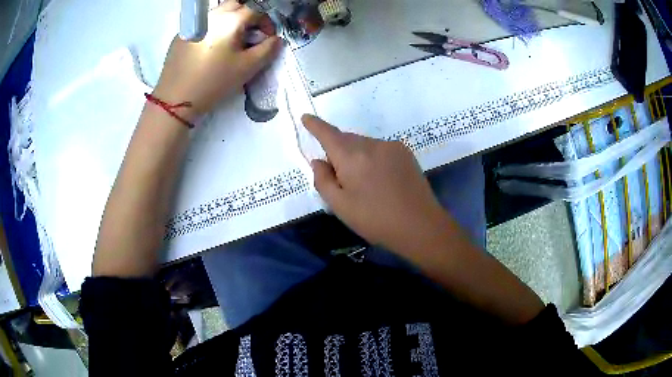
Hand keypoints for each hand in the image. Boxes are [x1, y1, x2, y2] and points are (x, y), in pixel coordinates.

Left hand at [152, 2, 281, 120]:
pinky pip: (203, 24)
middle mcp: (212, 15)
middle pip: (235, 6)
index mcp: (230, 20)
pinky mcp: (181, 34)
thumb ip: (268, 50)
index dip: (266, 23)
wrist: (176, 100)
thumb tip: (276, 39)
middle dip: (247, 17)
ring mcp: (194, 24)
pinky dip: (212, 29)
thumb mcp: (247, 68)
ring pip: (217, 13)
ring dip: (229, 21)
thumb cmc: (214, 82)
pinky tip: (209, 47)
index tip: (267, 38)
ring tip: (229, 41)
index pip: (255, 12)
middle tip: (248, 36)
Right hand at [303, 115, 451, 254]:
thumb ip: (323, 180)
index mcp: (351, 156)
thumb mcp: (340, 206)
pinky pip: (380, 149)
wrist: (420, 225)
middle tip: (341, 180)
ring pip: (364, 145)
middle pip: (346, 140)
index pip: (328, 134)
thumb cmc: (375, 220)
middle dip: (338, 152)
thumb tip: (318, 161)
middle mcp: (371, 144)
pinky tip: (382, 181)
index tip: (306, 117)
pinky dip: (373, 158)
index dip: (315, 125)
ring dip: (357, 157)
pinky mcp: (406, 153)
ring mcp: (391, 146)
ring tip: (365, 185)